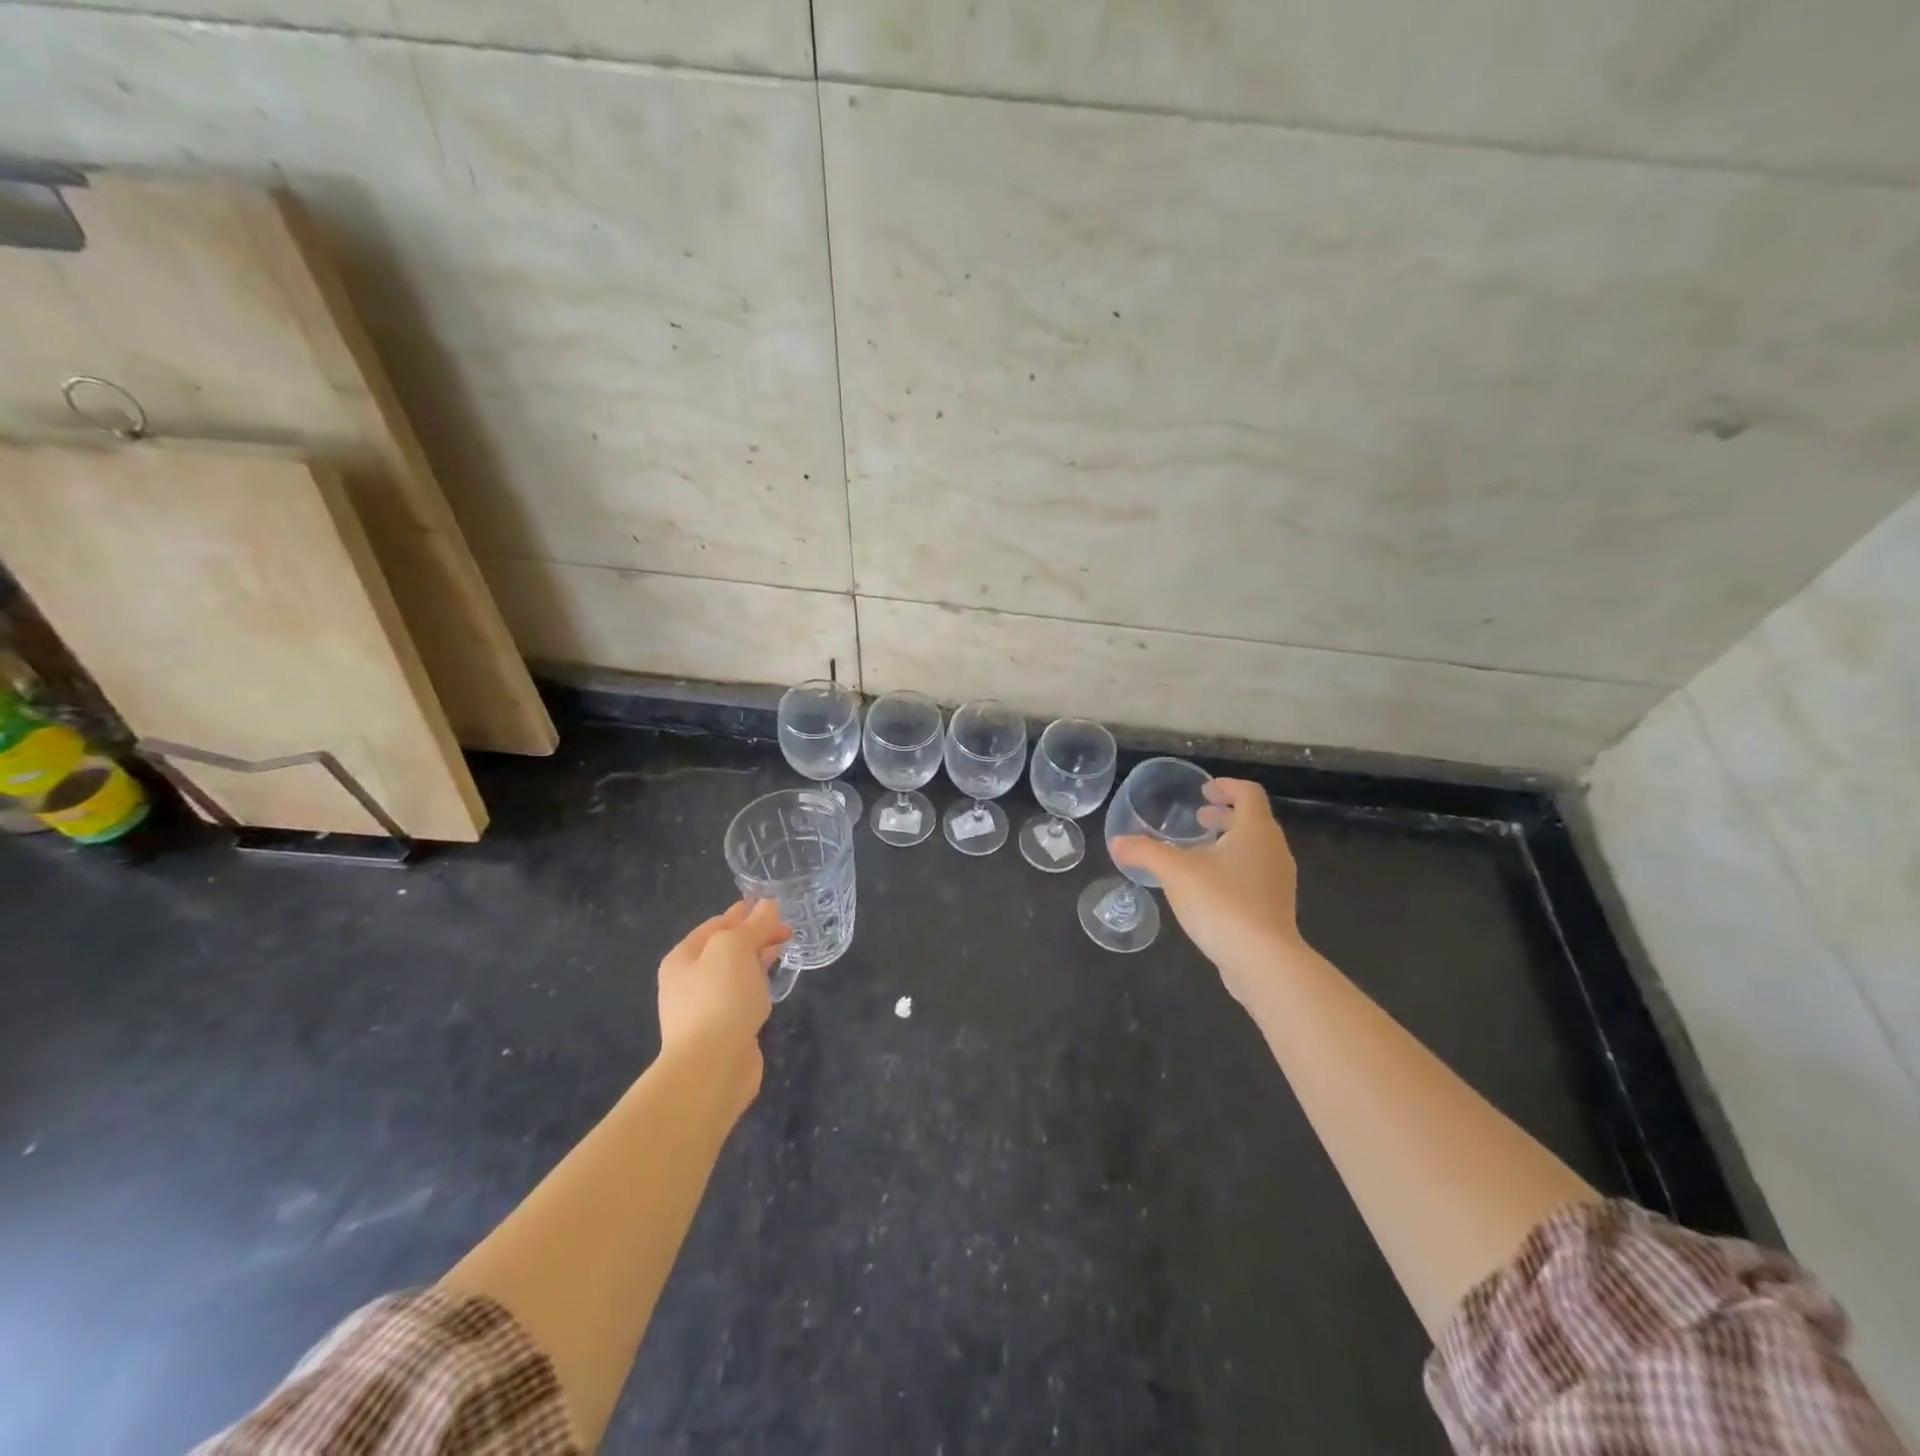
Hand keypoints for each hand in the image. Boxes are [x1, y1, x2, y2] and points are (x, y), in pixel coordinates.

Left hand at [656, 900, 789, 1117]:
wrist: (711, 1066)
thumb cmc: (719, 997)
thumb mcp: (736, 947)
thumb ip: (754, 925)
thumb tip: (768, 905)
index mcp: (683, 957)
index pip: (717, 924)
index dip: (746, 913)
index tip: (775, 908)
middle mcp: (689, 981)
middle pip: (725, 948)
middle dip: (755, 935)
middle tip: (787, 928)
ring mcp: (705, 1008)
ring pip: (736, 973)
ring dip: (758, 959)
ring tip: (784, 949)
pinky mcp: (723, 1030)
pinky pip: (742, 997)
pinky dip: (758, 985)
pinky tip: (772, 984)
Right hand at [1111, 779, 1305, 1006]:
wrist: (1263, 961)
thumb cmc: (1222, 903)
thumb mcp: (1175, 872)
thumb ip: (1145, 852)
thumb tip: (1117, 842)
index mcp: (1255, 831)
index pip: (1248, 793)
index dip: (1226, 786)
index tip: (1203, 790)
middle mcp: (1273, 850)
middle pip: (1252, 821)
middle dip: (1224, 816)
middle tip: (1197, 818)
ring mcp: (1278, 881)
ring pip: (1254, 849)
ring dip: (1227, 843)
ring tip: (1197, 852)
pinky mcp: (1274, 907)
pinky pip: (1254, 875)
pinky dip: (1232, 868)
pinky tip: (1206, 887)